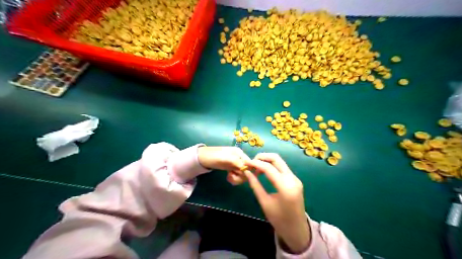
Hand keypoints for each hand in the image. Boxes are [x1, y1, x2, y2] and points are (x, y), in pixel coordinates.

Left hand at [197, 145, 251, 185]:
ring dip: (237, 178)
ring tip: (229, 178)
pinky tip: (228, 178)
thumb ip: (237, 162)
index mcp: (240, 153)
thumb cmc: (214, 157)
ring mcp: (236, 163)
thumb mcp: (226, 159)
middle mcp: (239, 158)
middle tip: (232, 177)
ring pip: (243, 174)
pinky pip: (238, 175)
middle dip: (241, 176)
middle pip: (247, 170)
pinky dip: (234, 178)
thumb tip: (248, 169)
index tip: (239, 175)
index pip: (249, 164)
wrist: (202, 158)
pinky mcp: (232, 168)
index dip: (247, 171)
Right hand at [245, 153, 309, 253]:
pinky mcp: (295, 180)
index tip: (245, 163)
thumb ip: (255, 185)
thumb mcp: (264, 202)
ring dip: (267, 161)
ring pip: (280, 161)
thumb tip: (246, 172)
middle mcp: (292, 179)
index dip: (255, 163)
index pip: (268, 168)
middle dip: (262, 157)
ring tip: (256, 168)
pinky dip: (272, 166)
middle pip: (276, 158)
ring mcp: (295, 178)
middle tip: (251, 163)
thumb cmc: (279, 219)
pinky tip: (264, 172)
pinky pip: (282, 168)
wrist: (297, 229)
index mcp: (285, 187)